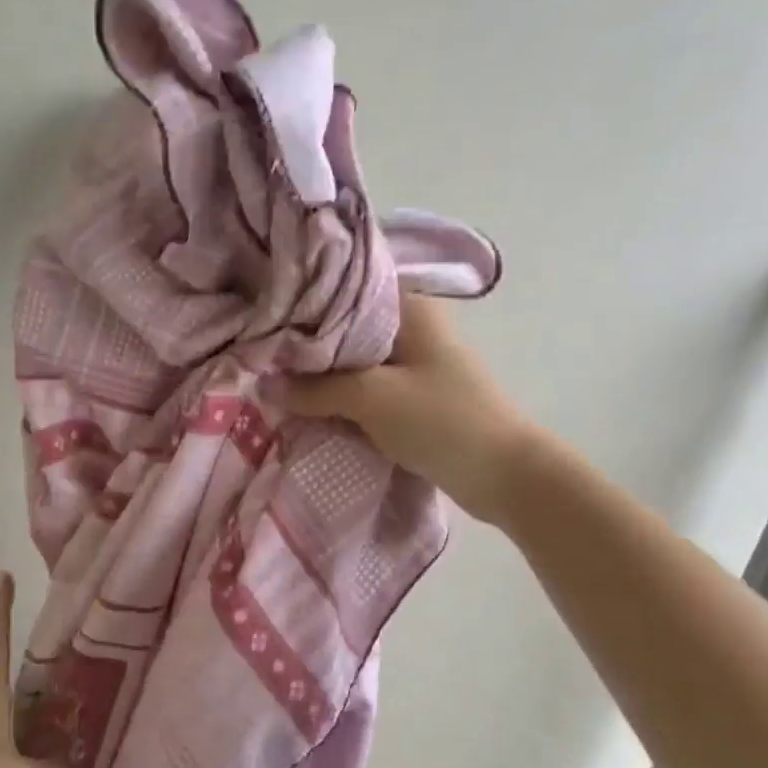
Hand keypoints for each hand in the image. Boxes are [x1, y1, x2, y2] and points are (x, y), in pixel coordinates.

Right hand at [283, 292, 529, 523]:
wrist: (505, 475)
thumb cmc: (441, 421)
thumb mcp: (372, 398)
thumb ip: (315, 389)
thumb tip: (264, 386)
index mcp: (410, 309)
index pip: (345, 291)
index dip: (304, 305)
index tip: (266, 320)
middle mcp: (413, 327)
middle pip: (347, 330)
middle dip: (308, 348)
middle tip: (261, 357)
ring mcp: (417, 364)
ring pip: (355, 363)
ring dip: (324, 378)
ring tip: (276, 384)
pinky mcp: (416, 397)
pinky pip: (368, 390)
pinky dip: (343, 399)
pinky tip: (311, 408)